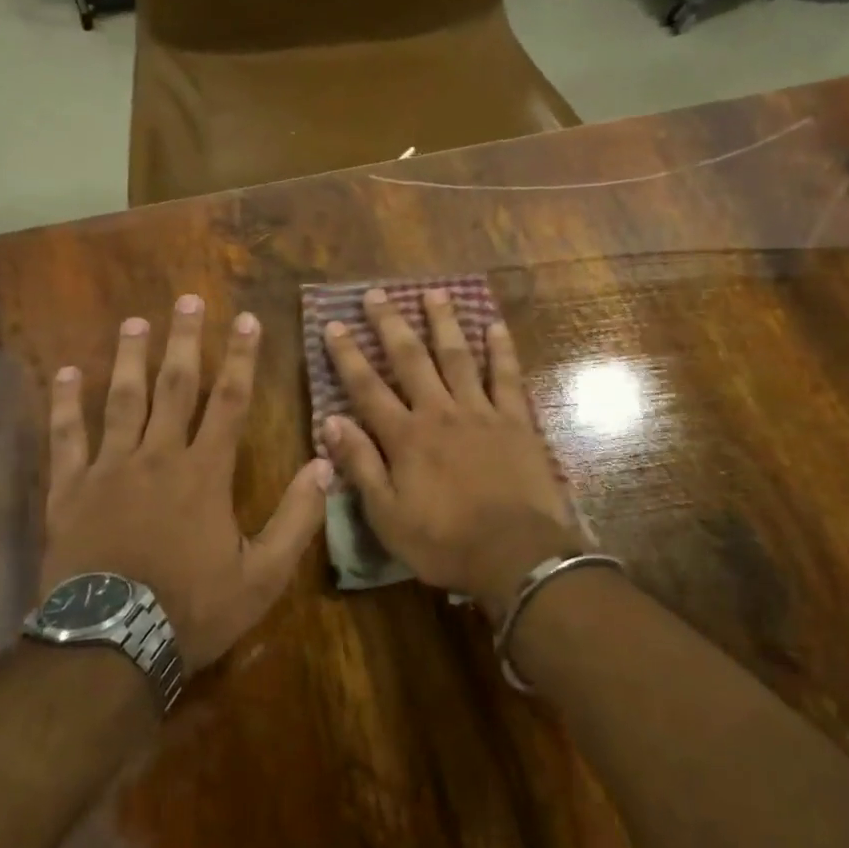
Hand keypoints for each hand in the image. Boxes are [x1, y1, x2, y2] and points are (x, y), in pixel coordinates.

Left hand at [43, 295, 330, 672]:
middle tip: (187, 300)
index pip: (231, 401)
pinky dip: (65, 404)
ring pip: (121, 400)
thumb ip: (297, 518)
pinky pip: (66, 437)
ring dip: (130, 358)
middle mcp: (158, 456)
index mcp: (205, 473)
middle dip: (185, 341)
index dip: (242, 358)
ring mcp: (109, 469)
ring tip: (135, 322)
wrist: (111, 645)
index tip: (246, 319)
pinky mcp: (70, 490)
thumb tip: (325, 465)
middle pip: (175, 387)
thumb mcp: (263, 575)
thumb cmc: (193, 608)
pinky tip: (66, 373)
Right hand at [322, 288, 580, 620]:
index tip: (334, 324)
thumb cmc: (445, 542)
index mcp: (406, 437)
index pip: (367, 388)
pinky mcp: (516, 421)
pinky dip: (501, 350)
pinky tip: (495, 325)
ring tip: (433, 292)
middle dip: (390, 325)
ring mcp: (481, 412)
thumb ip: (361, 466)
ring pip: (458, 357)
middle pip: (411, 359)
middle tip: (376, 294)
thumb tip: (331, 421)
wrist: (516, 555)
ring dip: (443, 322)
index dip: (348, 355)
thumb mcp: (387, 516)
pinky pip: (507, 377)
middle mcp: (439, 412)